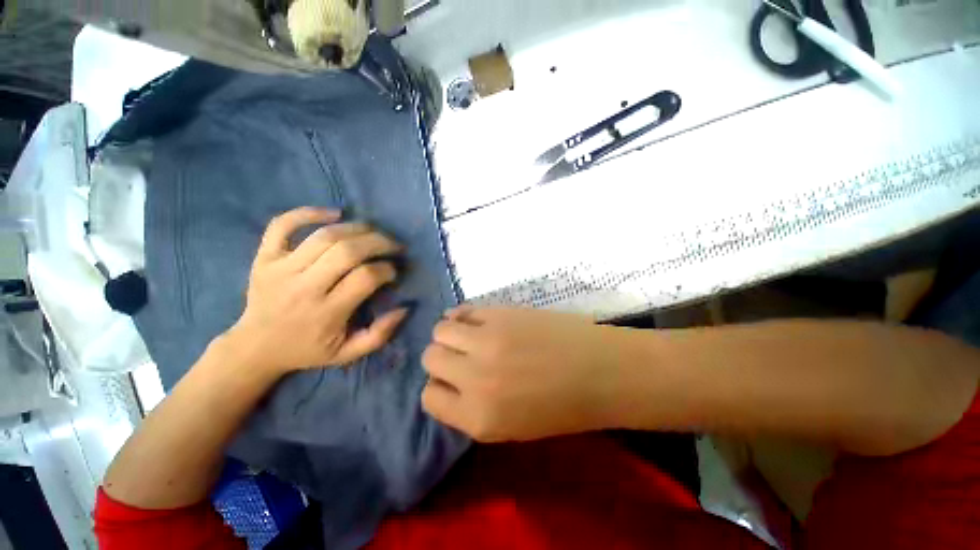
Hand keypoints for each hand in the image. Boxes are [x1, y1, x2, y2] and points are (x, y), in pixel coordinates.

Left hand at [224, 207, 408, 374]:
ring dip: (356, 228)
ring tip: (373, 231)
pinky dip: (308, 212)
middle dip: (379, 242)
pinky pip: (282, 225)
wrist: (255, 348)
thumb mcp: (348, 354)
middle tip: (394, 245)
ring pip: (324, 236)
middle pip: (347, 251)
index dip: (387, 269)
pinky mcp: (264, 257)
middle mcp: (303, 287)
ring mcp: (280, 268)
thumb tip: (404, 308)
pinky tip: (334, 213)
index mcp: (326, 312)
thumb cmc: (307, 350)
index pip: (365, 278)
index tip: (394, 271)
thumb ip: (380, 334)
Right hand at [421, 307, 626, 441]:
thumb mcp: (510, 426)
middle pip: (431, 358)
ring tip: (467, 335)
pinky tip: (474, 319)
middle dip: (441, 358)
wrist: (600, 370)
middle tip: (461, 355)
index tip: (452, 381)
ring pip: (440, 330)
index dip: (438, 387)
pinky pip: (464, 310)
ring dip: (449, 333)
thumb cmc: (561, 407)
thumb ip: (471, 408)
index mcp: (478, 418)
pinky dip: (463, 315)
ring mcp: (487, 340)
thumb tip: (447, 381)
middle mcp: (475, 378)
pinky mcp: (500, 314)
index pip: (429, 398)